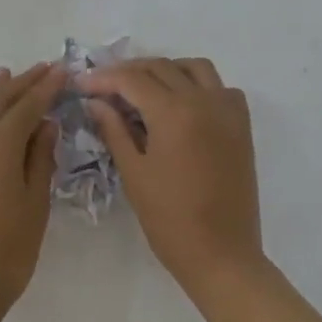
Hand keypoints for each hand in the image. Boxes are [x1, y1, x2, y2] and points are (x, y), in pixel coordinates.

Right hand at [82, 57, 264, 300]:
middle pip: (162, 67)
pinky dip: (197, 84)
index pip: (132, 79)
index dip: (102, 78)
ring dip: (165, 70)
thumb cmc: (170, 220)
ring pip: (194, 68)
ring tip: (141, 89)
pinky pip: (220, 87)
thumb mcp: (134, 173)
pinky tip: (180, 105)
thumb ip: (114, 130)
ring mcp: (228, 110)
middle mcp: (204, 100)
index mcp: (174, 112)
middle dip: (128, 72)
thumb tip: (96, 102)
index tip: (79, 84)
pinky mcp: (242, 126)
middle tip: (102, 87)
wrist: (222, 254)